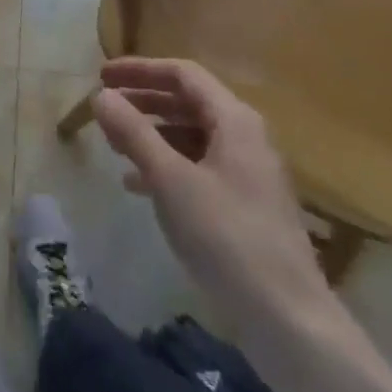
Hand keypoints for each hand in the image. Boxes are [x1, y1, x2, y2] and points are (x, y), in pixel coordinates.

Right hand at [93, 58, 335, 343]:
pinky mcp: (247, 207)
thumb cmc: (227, 238)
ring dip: (152, 134)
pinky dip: (168, 165)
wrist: (290, 322)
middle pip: (188, 102)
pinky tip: (138, 185)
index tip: (103, 76)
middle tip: (105, 105)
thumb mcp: (170, 180)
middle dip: (144, 100)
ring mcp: (249, 174)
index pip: (183, 73)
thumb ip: (134, 133)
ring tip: (115, 145)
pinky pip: (200, 167)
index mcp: (234, 120)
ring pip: (192, 136)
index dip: (140, 69)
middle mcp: (246, 137)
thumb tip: (101, 95)